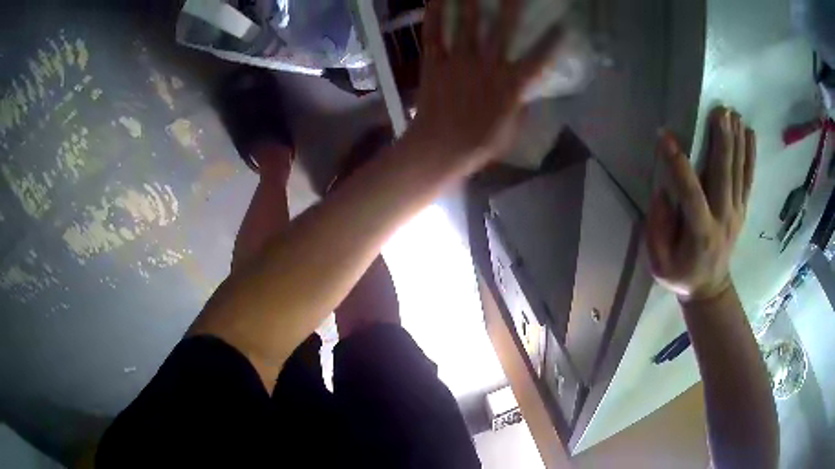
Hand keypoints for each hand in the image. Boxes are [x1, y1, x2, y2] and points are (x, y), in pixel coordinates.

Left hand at [408, 0, 561, 173]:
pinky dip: (435, 14)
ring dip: (471, 1)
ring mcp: (459, 61)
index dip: (552, 41)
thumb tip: (523, 92)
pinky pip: (434, 34)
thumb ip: (519, 106)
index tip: (562, 25)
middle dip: (511, 6)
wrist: (439, 148)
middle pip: (502, 29)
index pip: (539, 58)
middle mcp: (488, 66)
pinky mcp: (435, 63)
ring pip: (468, 24)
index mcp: (511, 85)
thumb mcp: (511, 130)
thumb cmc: (479, 144)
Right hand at [647, 107, 756, 302]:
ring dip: (737, 141)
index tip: (665, 136)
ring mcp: (736, 213)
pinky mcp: (742, 210)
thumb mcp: (659, 262)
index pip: (690, 193)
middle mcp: (723, 219)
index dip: (678, 164)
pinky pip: (748, 179)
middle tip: (720, 111)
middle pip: (724, 175)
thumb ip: (658, 227)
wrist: (710, 290)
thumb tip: (664, 190)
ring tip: (733, 113)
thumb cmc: (680, 274)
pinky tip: (749, 133)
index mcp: (700, 233)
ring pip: (738, 172)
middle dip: (722, 141)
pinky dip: (750, 155)